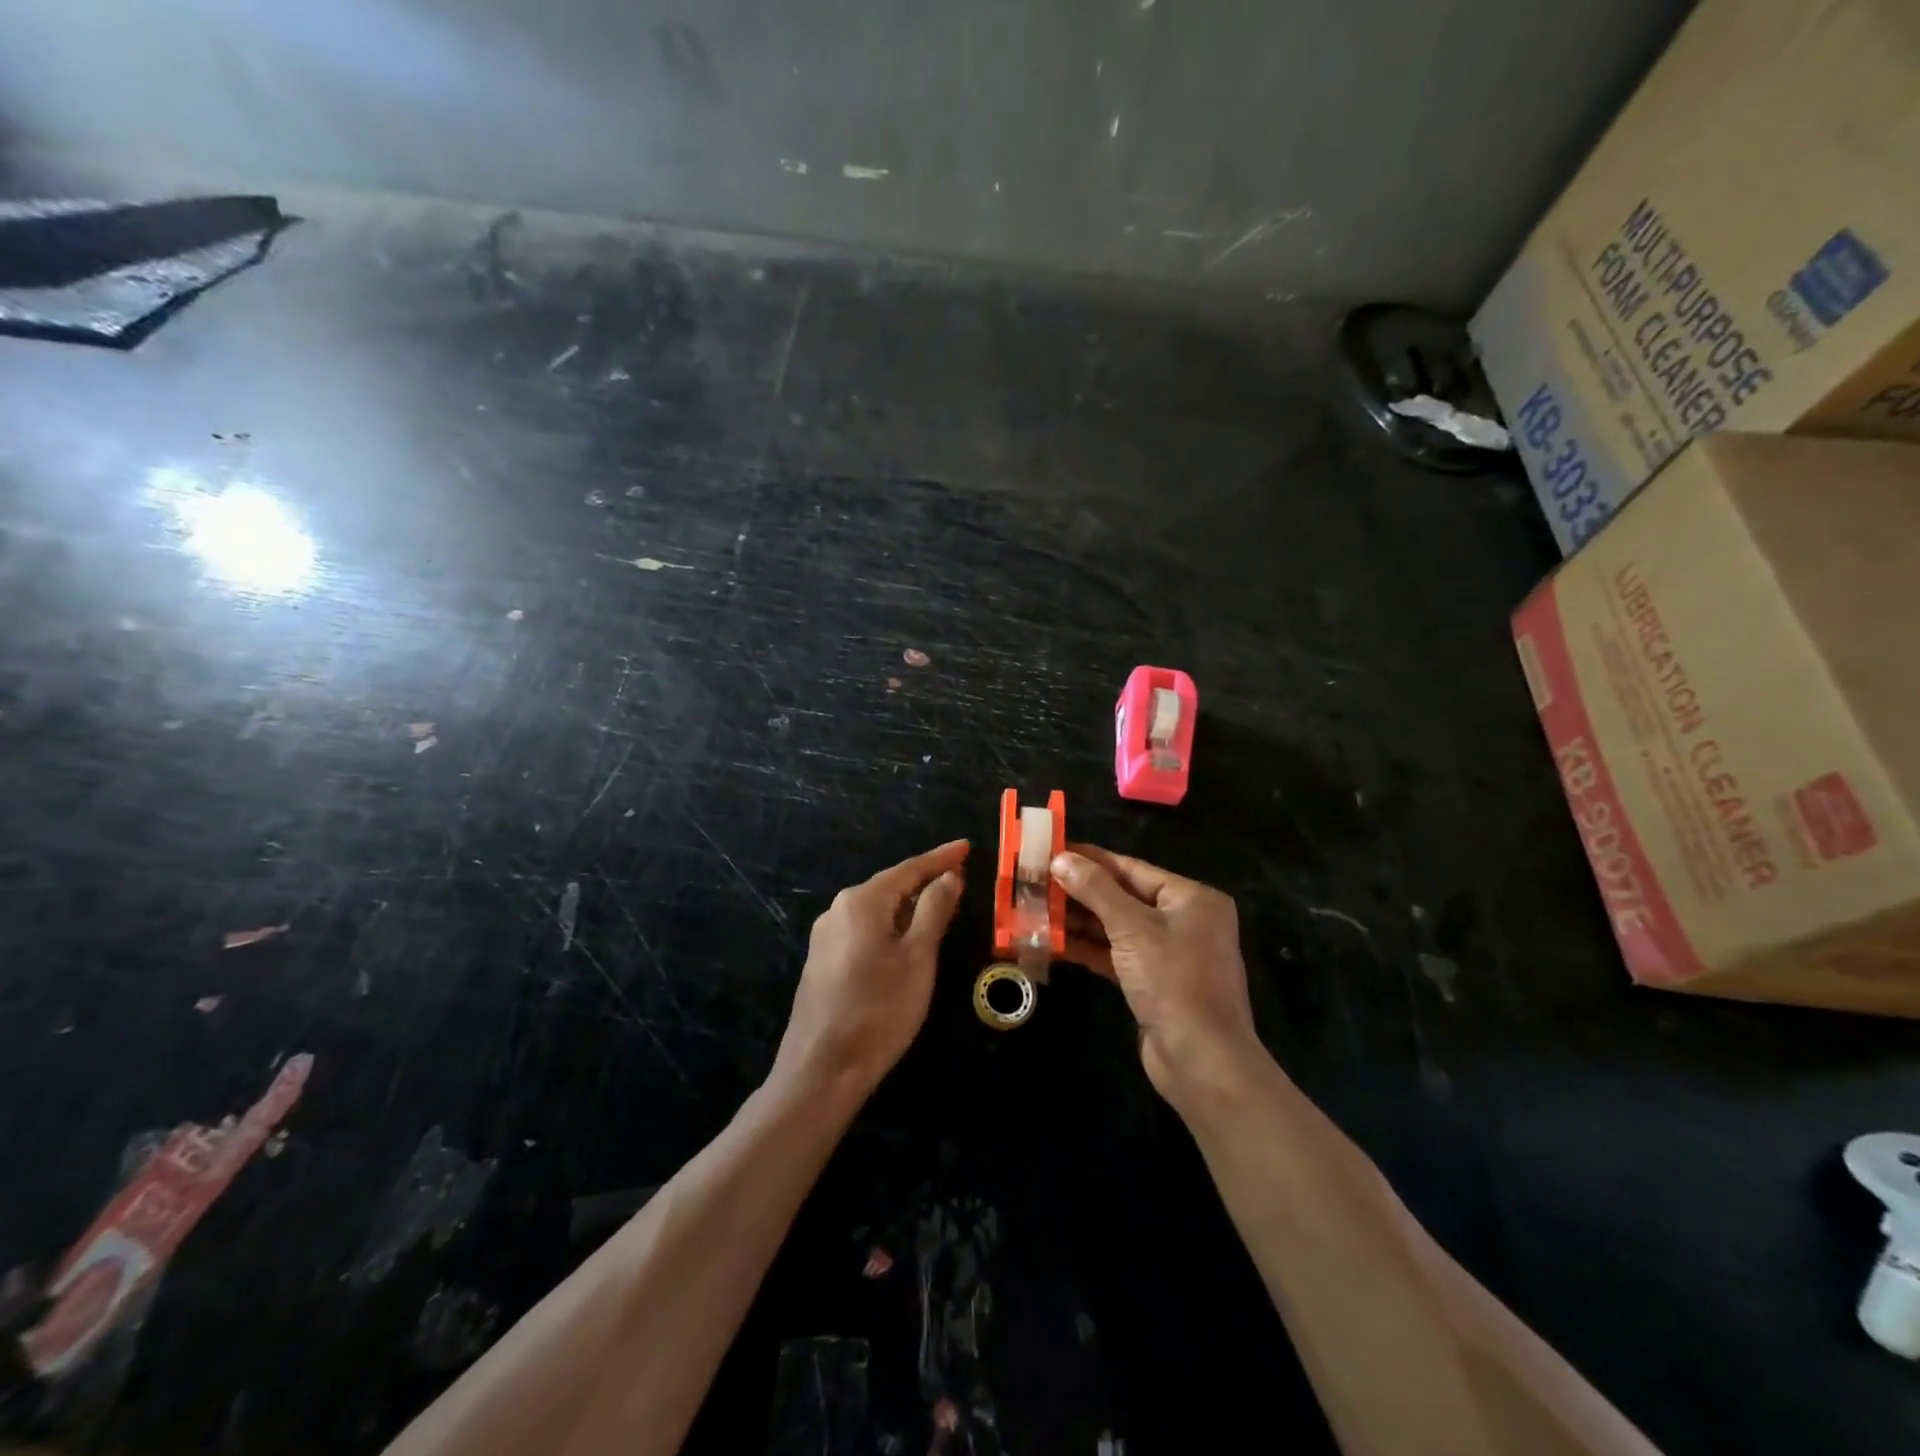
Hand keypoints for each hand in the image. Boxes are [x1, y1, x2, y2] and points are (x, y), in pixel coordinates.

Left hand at [773, 840, 968, 1092]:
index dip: (940, 858)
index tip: (966, 846)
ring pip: (876, 909)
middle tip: (958, 877)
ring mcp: (825, 936)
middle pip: (890, 886)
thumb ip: (934, 910)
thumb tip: (948, 876)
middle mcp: (838, 909)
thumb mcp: (918, 957)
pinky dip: (890, 926)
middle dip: (924, 881)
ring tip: (938, 905)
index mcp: (862, 901)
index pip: (909, 869)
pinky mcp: (822, 961)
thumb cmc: (879, 1008)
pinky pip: (863, 930)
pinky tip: (904, 939)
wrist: (822, 1068)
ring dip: (908, 905)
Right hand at [1051, 845, 1262, 1107]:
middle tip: (1038, 881)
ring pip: (1117, 927)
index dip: (1091, 859)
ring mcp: (1169, 954)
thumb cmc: (1173, 981)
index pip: (1132, 868)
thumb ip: (1096, 890)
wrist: (1201, 1061)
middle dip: (1081, 891)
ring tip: (1037, 909)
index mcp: (1192, 898)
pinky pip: (1117, 955)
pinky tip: (1055, 942)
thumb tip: (1062, 859)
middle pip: (1123, 896)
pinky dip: (1089, 948)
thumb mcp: (1132, 928)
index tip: (1053, 850)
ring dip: (1080, 921)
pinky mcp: (1153, 983)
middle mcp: (1184, 921)